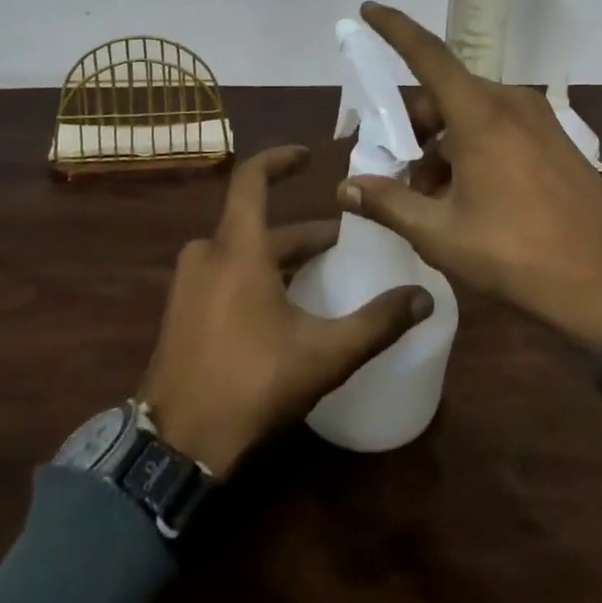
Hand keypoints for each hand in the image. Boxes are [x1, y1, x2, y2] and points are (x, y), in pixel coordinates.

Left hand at [141, 145, 434, 477]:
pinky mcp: (180, 311)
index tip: (309, 157)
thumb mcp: (323, 354)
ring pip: (241, 251)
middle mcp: (207, 253)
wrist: (176, 446)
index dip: (279, 159)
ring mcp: (188, 283)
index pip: (251, 178)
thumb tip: (425, 298)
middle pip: (257, 224)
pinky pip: (224, 274)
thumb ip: (376, 323)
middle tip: (341, 243)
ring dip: (280, 256)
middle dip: (302, 232)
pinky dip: (255, 276)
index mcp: (237, 247)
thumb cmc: (251, 383)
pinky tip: (281, 308)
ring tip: (318, 275)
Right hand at [341, 2, 601, 350]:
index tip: (368, 8)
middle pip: (443, 95)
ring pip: (470, 115)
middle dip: (411, 126)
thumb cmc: (518, 255)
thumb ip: (389, 204)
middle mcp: (509, 103)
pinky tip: (465, 199)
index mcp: (480, 113)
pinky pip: (497, 129)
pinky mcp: (554, 141)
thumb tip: (346, 188)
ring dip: (440, 146)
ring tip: (429, 199)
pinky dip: (470, 150)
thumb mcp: (442, 234)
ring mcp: (537, 121)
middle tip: (393, 170)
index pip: (427, 54)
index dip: (394, 27)